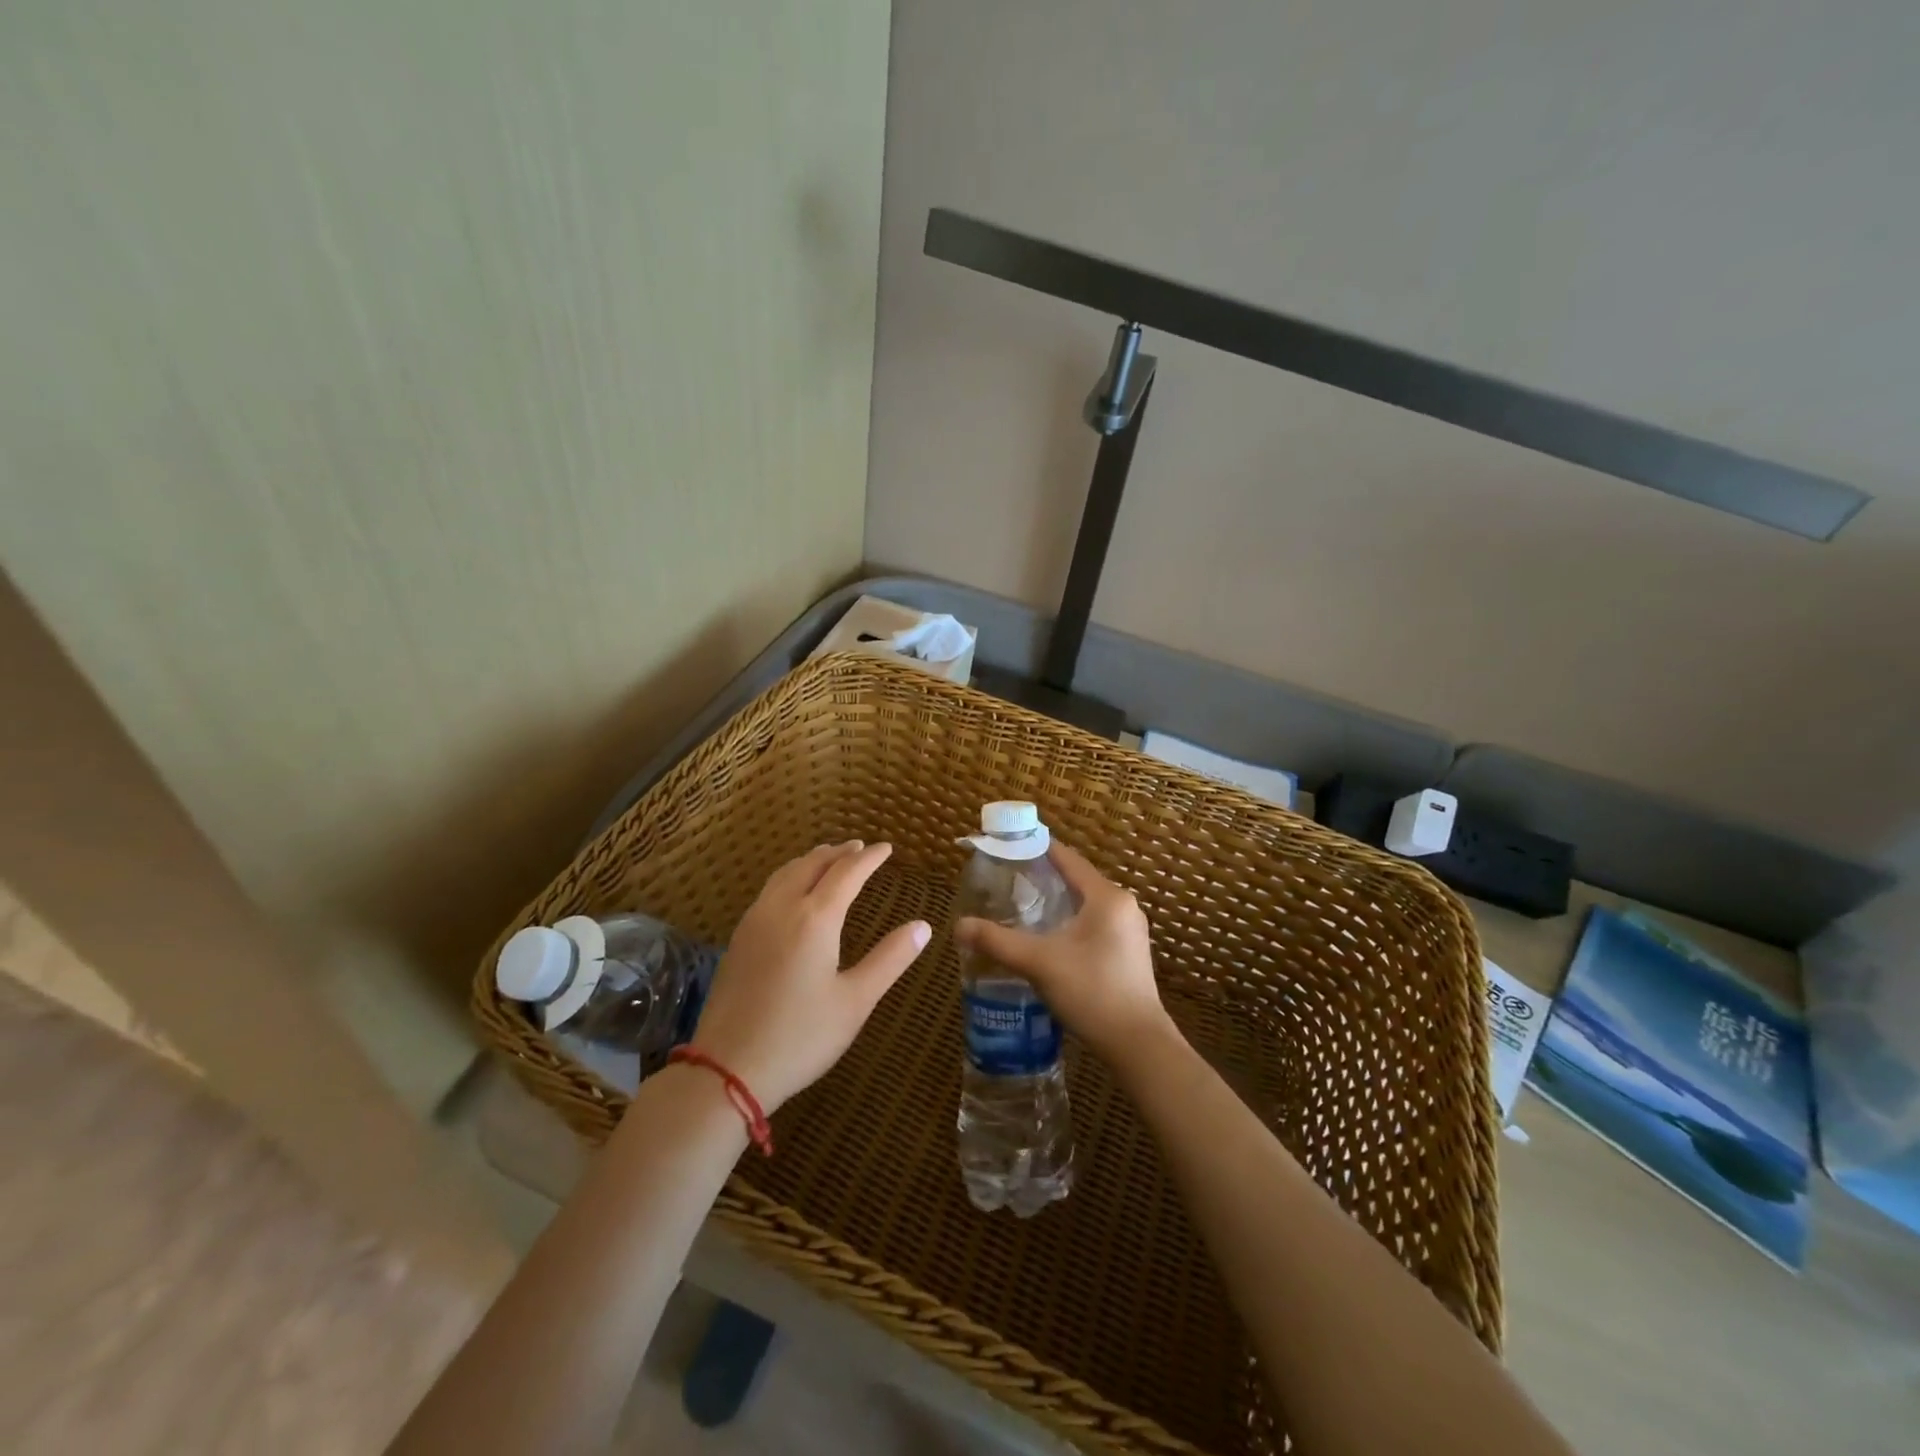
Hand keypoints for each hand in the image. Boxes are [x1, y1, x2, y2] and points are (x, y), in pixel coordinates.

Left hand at [690, 841, 929, 1111]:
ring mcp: (754, 922)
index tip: (887, 848)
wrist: (727, 1068)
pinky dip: (790, 876)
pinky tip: (793, 892)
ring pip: (785, 874)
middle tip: (859, 848)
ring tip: (828, 858)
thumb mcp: (856, 1001)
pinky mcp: (738, 939)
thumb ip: (890, 959)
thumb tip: (923, 926)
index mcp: (815, 919)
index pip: (847, 873)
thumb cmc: (801, 1037)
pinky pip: (768, 890)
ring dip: (811, 860)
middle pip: (812, 864)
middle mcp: (782, 908)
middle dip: (839, 852)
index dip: (869, 858)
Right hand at [953, 841, 1174, 1066]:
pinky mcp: (1129, 952)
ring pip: (1085, 904)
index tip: (1010, 843)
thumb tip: (959, 926)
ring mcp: (1130, 930)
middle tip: (1007, 879)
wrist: (1138, 1045)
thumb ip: (998, 941)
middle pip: (1077, 880)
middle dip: (1043, 877)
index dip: (1038, 848)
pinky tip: (1048, 937)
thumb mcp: (1039, 962)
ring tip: (1021, 906)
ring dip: (1056, 902)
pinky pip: (1094, 924)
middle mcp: (1123, 906)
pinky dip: (1069, 921)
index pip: (1068, 859)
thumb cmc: (1092, 992)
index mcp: (1106, 897)